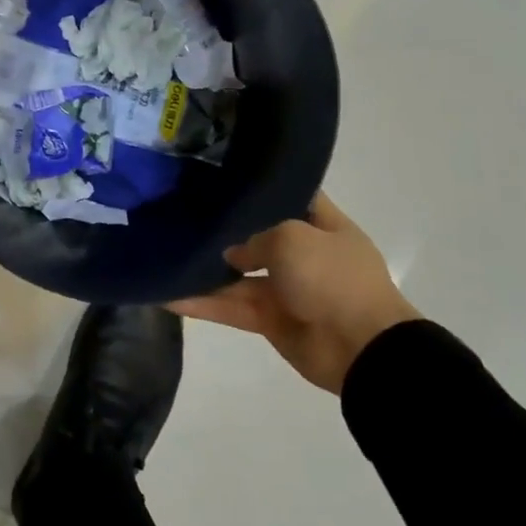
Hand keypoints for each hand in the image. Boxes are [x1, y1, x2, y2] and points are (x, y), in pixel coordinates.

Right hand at [172, 193, 417, 393]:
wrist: (361, 349)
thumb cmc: (333, 278)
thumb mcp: (292, 237)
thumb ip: (254, 238)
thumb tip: (232, 254)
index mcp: (324, 226)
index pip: (291, 195)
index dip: (262, 186)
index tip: (222, 175)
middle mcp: (304, 254)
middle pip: (257, 236)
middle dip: (224, 229)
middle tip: (180, 211)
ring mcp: (286, 289)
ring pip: (237, 275)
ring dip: (205, 271)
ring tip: (164, 254)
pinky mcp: (270, 320)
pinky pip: (230, 307)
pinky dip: (202, 304)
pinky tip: (166, 295)